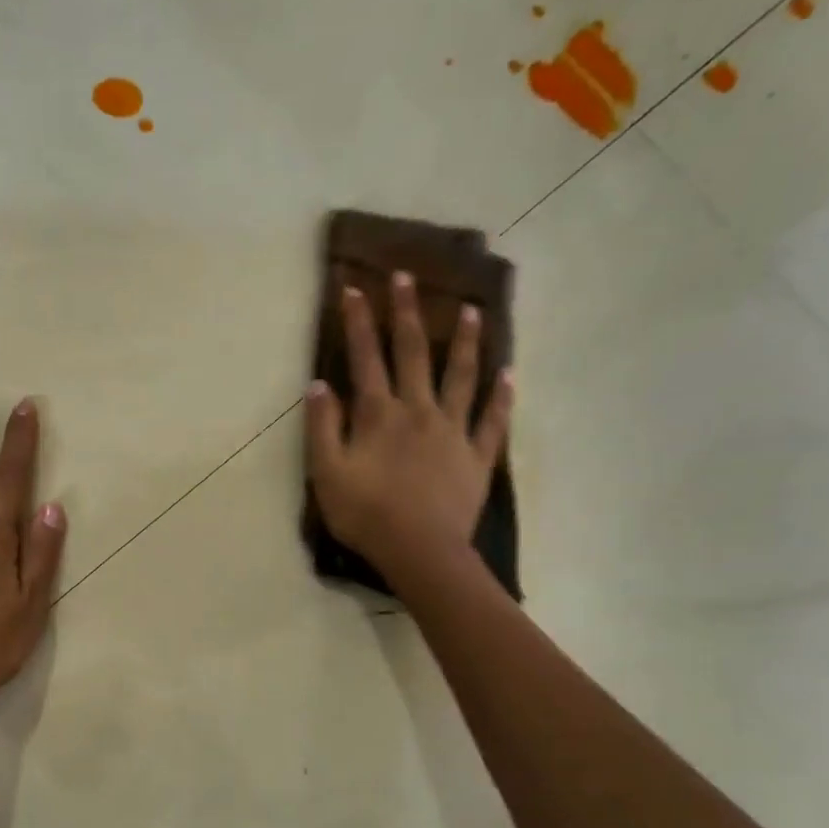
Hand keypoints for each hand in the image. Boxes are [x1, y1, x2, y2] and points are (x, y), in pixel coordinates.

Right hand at [306, 271, 513, 583]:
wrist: (420, 551)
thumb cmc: (366, 515)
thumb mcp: (326, 474)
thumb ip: (322, 428)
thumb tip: (320, 385)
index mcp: (379, 414)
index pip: (366, 358)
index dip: (359, 322)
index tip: (353, 288)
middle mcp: (419, 410)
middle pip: (414, 353)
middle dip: (408, 312)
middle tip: (408, 277)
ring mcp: (453, 431)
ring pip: (461, 376)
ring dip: (465, 341)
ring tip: (472, 310)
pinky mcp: (477, 456)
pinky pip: (493, 420)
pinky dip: (502, 396)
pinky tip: (508, 374)